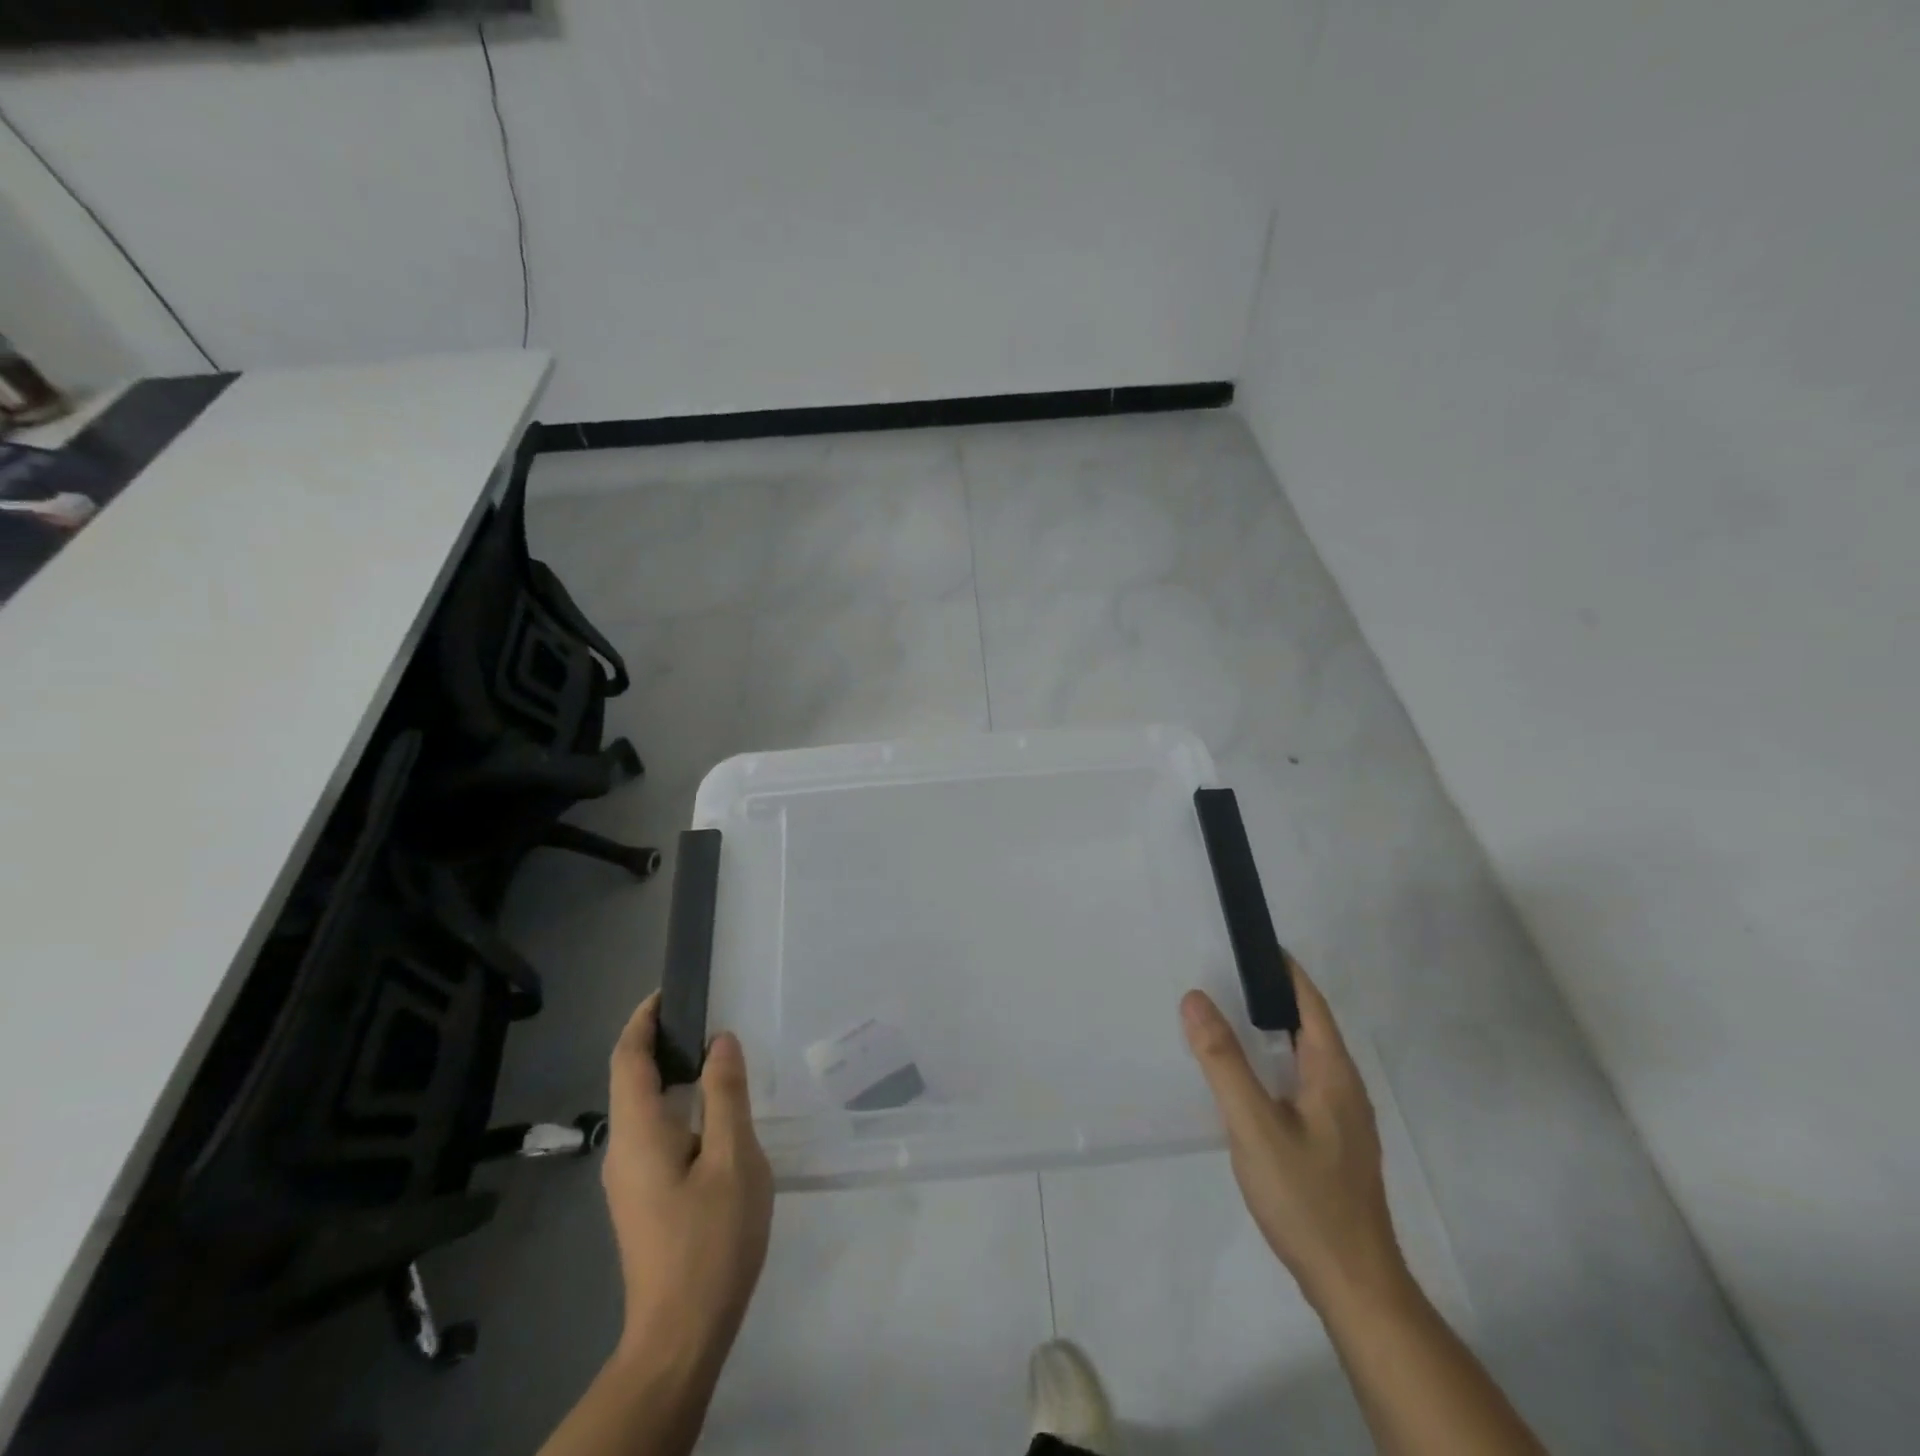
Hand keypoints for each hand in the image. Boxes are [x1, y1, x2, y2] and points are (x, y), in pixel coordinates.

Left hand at [603, 993, 773, 1379]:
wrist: (681, 1335)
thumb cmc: (710, 1240)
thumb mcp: (732, 1158)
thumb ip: (725, 1094)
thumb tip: (719, 1041)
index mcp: (638, 1132)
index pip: (627, 1058)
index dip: (643, 1019)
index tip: (671, 991)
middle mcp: (622, 1149)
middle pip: (631, 1079)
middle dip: (660, 1040)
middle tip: (706, 1016)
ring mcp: (629, 1178)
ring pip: (643, 1107)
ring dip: (670, 1072)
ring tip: (715, 1055)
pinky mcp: (642, 1198)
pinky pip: (653, 1131)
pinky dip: (676, 1102)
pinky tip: (712, 1111)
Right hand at [1180, 961, 1407, 1314]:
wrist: (1354, 1286)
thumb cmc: (1306, 1198)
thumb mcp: (1253, 1126)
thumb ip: (1223, 1061)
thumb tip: (1195, 997)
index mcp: (1333, 1072)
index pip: (1310, 1001)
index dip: (1283, 969)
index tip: (1246, 943)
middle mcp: (1344, 1087)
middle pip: (1308, 1025)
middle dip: (1270, 995)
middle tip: (1221, 975)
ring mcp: (1342, 1118)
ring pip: (1304, 1056)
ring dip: (1271, 1031)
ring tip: (1226, 1018)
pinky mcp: (1333, 1143)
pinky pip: (1301, 1083)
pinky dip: (1273, 1063)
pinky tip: (1247, 1080)